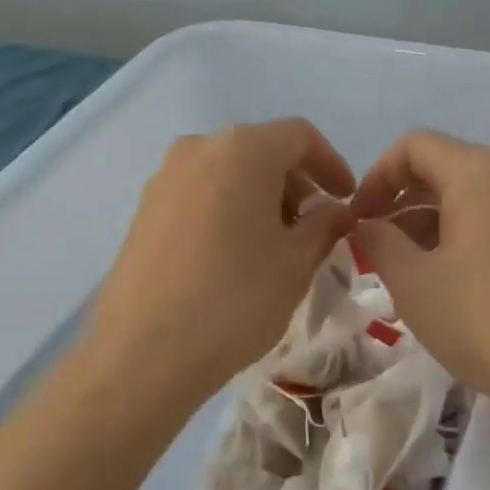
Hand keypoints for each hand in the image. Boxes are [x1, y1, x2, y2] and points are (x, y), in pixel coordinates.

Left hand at [82, 118, 355, 409]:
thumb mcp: (296, 263)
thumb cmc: (235, 299)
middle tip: (314, 227)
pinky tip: (234, 255)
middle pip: (261, 150)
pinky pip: (200, 194)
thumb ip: (325, 225)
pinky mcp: (144, 210)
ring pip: (228, 172)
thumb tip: (336, 210)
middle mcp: (198, 148)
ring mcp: (164, 178)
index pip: (299, 136)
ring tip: (275, 245)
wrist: (143, 352)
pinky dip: (228, 210)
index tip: (346, 199)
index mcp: (242, 149)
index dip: (331, 163)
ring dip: (261, 198)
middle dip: (295, 184)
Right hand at [351, 130, 489, 420]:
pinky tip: (458, 283)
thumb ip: (379, 243)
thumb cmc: (487, 319)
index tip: (358, 219)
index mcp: (480, 171)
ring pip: (475, 196)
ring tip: (413, 271)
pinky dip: (469, 236)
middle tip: (378, 247)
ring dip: (434, 223)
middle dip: (402, 202)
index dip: (375, 177)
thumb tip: (368, 225)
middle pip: (446, 168)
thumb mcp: (414, 283)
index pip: (413, 146)